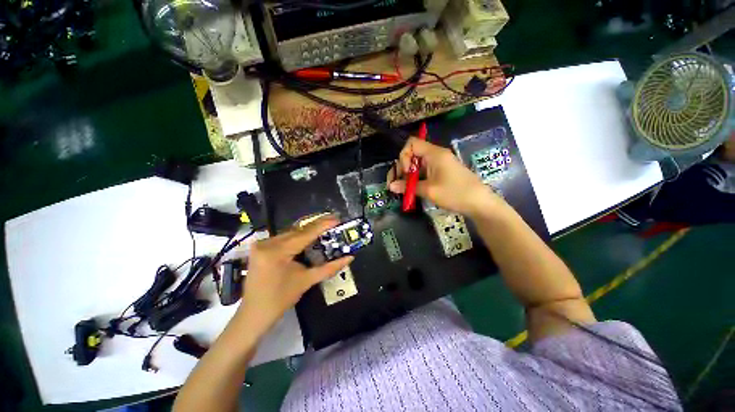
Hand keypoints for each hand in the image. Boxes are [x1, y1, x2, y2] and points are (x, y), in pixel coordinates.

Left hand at [234, 216, 352, 337]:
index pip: (305, 234)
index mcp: (276, 252)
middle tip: (334, 221)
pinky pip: (284, 238)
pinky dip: (298, 236)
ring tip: (325, 226)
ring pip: (291, 233)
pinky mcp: (260, 247)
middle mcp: (267, 243)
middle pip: (297, 231)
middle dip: (317, 225)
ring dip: (308, 230)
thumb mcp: (306, 281)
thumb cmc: (280, 300)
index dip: (323, 225)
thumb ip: (330, 268)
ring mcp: (261, 244)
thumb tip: (349, 258)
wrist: (254, 314)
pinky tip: (310, 235)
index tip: (337, 219)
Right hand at [387, 137, 501, 216]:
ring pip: (417, 164)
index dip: (404, 156)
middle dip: (403, 168)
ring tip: (405, 189)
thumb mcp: (429, 190)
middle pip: (413, 154)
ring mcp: (440, 164)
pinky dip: (417, 179)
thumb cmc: (455, 193)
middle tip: (400, 184)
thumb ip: (408, 187)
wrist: (480, 203)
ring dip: (409, 176)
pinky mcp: (442, 172)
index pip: (412, 143)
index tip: (406, 172)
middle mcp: (436, 155)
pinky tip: (414, 190)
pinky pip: (424, 171)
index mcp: (434, 153)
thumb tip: (391, 186)